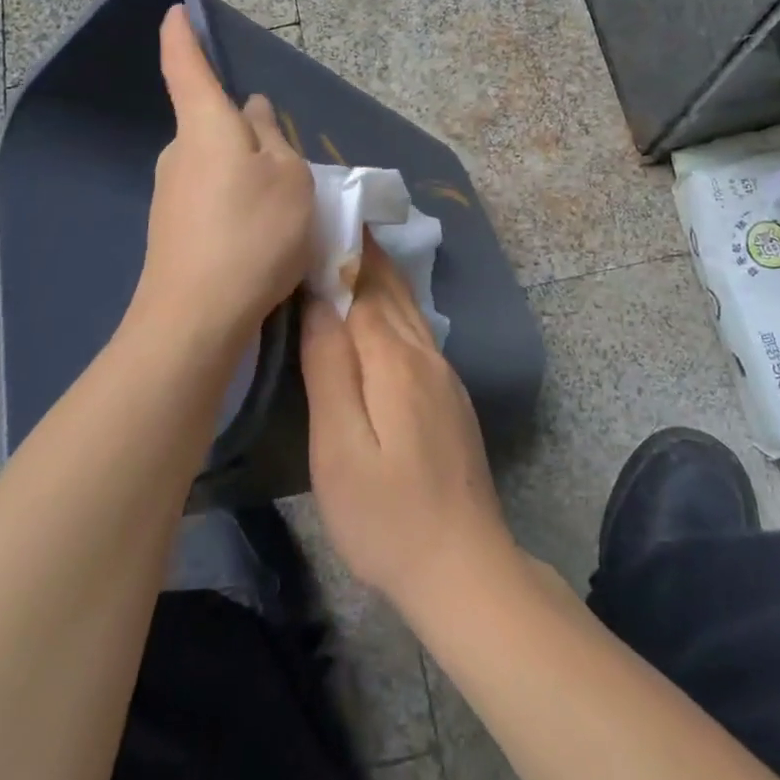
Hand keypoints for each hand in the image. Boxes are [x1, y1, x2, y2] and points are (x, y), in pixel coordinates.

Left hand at [131, 5, 312, 355]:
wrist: (196, 318)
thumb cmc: (253, 233)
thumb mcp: (289, 178)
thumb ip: (274, 138)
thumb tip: (252, 111)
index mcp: (206, 126)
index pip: (186, 66)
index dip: (181, 36)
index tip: (175, 11)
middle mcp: (179, 152)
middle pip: (214, 124)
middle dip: (248, 132)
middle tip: (291, 165)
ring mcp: (171, 193)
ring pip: (218, 164)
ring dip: (248, 173)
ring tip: (284, 212)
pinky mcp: (172, 228)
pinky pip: (212, 197)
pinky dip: (237, 204)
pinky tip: (260, 239)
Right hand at [302, 238, 515, 619]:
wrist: (464, 567)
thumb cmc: (386, 515)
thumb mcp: (339, 447)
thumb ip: (328, 368)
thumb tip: (318, 300)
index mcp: (394, 358)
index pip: (362, 284)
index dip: (339, 247)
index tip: (316, 212)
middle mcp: (424, 354)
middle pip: (390, 286)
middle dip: (361, 249)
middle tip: (328, 216)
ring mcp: (442, 374)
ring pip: (406, 306)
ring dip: (377, 273)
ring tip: (345, 248)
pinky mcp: (448, 396)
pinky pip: (414, 330)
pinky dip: (390, 303)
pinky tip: (374, 308)